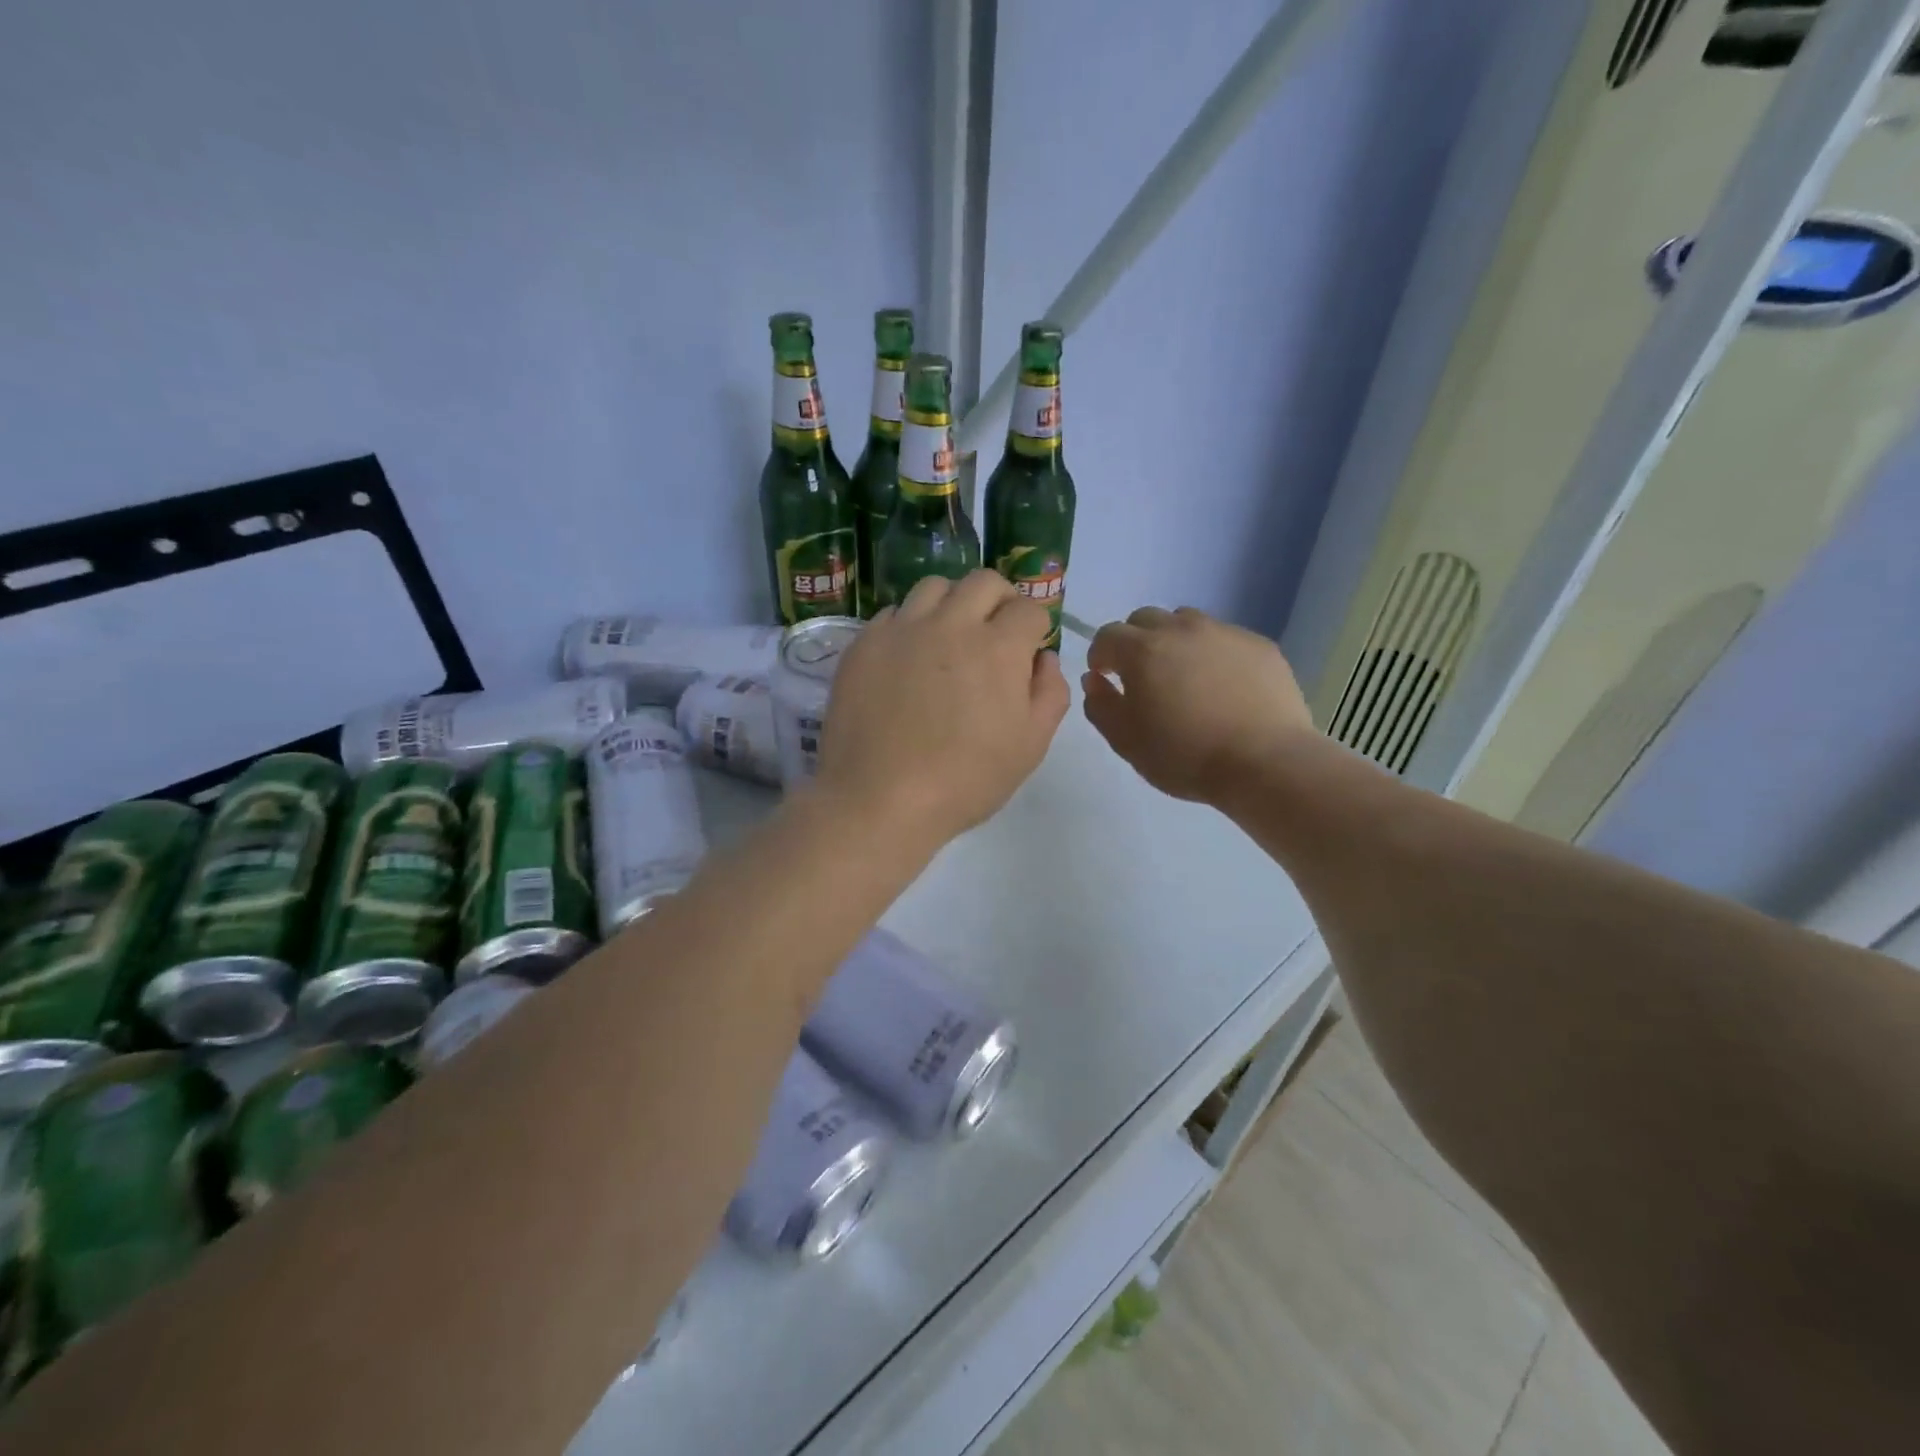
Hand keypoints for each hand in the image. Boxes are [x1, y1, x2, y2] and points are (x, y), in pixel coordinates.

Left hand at [815, 571, 1069, 849]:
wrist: (879, 799)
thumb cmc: (965, 780)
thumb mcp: (1030, 746)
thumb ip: (1050, 693)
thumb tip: (1043, 659)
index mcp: (998, 647)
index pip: (1029, 608)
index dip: (1035, 628)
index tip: (1027, 650)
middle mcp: (951, 624)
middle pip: (984, 582)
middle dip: (1000, 600)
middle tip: (995, 632)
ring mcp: (902, 629)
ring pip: (934, 586)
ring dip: (952, 603)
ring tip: (948, 636)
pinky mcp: (864, 644)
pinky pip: (893, 614)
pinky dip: (909, 625)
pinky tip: (907, 658)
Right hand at [1083, 606, 1316, 805]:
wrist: (1265, 762)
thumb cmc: (1185, 756)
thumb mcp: (1127, 742)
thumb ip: (1101, 706)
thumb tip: (1095, 680)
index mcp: (1142, 650)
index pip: (1107, 635)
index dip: (1100, 655)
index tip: (1105, 677)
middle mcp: (1181, 629)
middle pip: (1145, 618)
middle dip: (1135, 641)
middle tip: (1142, 675)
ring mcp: (1224, 633)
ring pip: (1187, 622)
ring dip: (1174, 641)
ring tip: (1183, 676)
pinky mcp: (1259, 645)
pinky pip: (1224, 638)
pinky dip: (1213, 653)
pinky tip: (1223, 686)